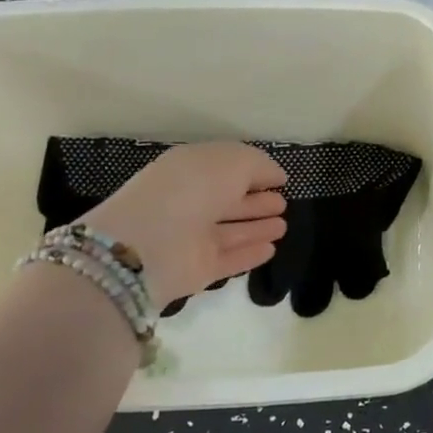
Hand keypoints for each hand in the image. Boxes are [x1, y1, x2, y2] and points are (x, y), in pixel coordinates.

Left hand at [80, 142, 286, 305]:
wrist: (149, 244)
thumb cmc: (191, 190)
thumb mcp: (232, 162)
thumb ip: (259, 165)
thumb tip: (275, 177)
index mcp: (190, 170)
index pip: (225, 169)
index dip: (253, 172)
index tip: (280, 179)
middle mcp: (190, 202)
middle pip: (228, 202)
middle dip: (256, 202)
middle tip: (282, 203)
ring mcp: (192, 238)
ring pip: (231, 231)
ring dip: (257, 228)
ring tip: (283, 226)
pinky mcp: (197, 270)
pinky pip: (229, 259)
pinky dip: (249, 254)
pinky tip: (270, 249)